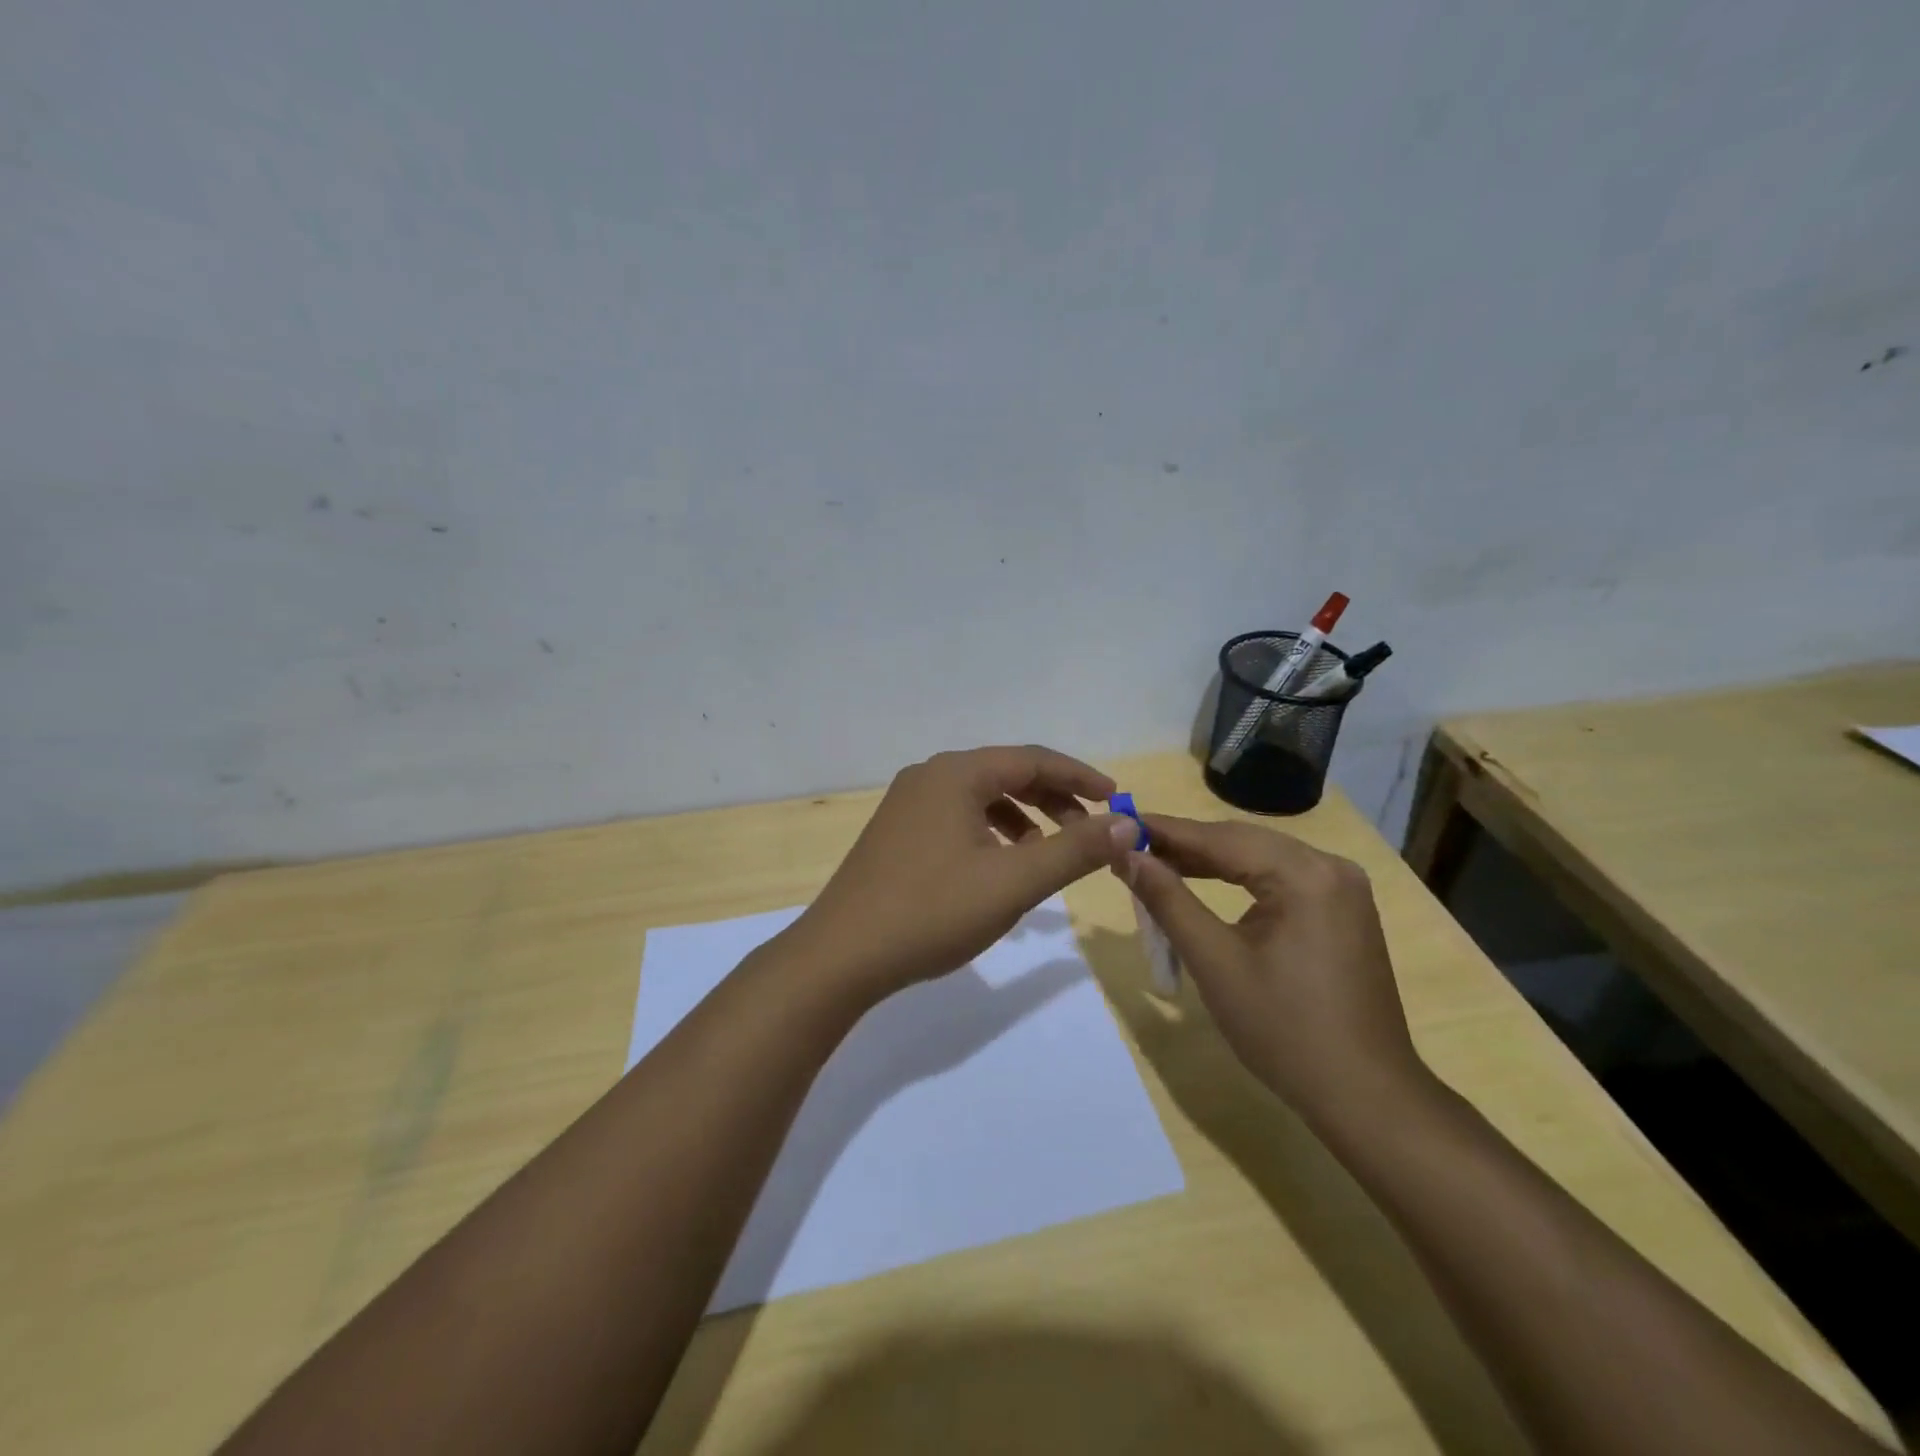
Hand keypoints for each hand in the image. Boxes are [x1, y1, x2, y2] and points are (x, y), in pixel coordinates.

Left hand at [788, 746, 1138, 995]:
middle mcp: (929, 777)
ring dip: (1023, 819)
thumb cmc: (932, 911)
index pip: (1032, 759)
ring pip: (981, 798)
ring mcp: (907, 805)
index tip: (1116, 799)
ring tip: (1048, 854)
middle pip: (1006, 774)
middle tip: (1090, 832)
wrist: (842, 955)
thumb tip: (1126, 823)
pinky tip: (1001, 868)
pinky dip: (991, 834)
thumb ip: (1074, 850)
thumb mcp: (1014, 882)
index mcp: (956, 774)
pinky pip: (958, 818)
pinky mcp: (897, 833)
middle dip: (1053, 800)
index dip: (1079, 777)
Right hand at [1122, 814, 1424, 1126]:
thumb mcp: (1214, 961)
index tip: (1119, 824)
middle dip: (1185, 846)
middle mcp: (1330, 867)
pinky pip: (1279, 881)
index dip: (1164, 831)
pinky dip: (1238, 881)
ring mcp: (1342, 890)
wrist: (1364, 1097)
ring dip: (1209, 863)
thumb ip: (1168, 900)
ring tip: (1156, 865)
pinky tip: (1205, 886)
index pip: (1220, 838)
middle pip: (1242, 842)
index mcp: (1305, 874)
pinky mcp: (1342, 912)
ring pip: (1260, 860)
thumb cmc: (1283, 1030)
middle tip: (1130, 847)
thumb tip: (1126, 855)